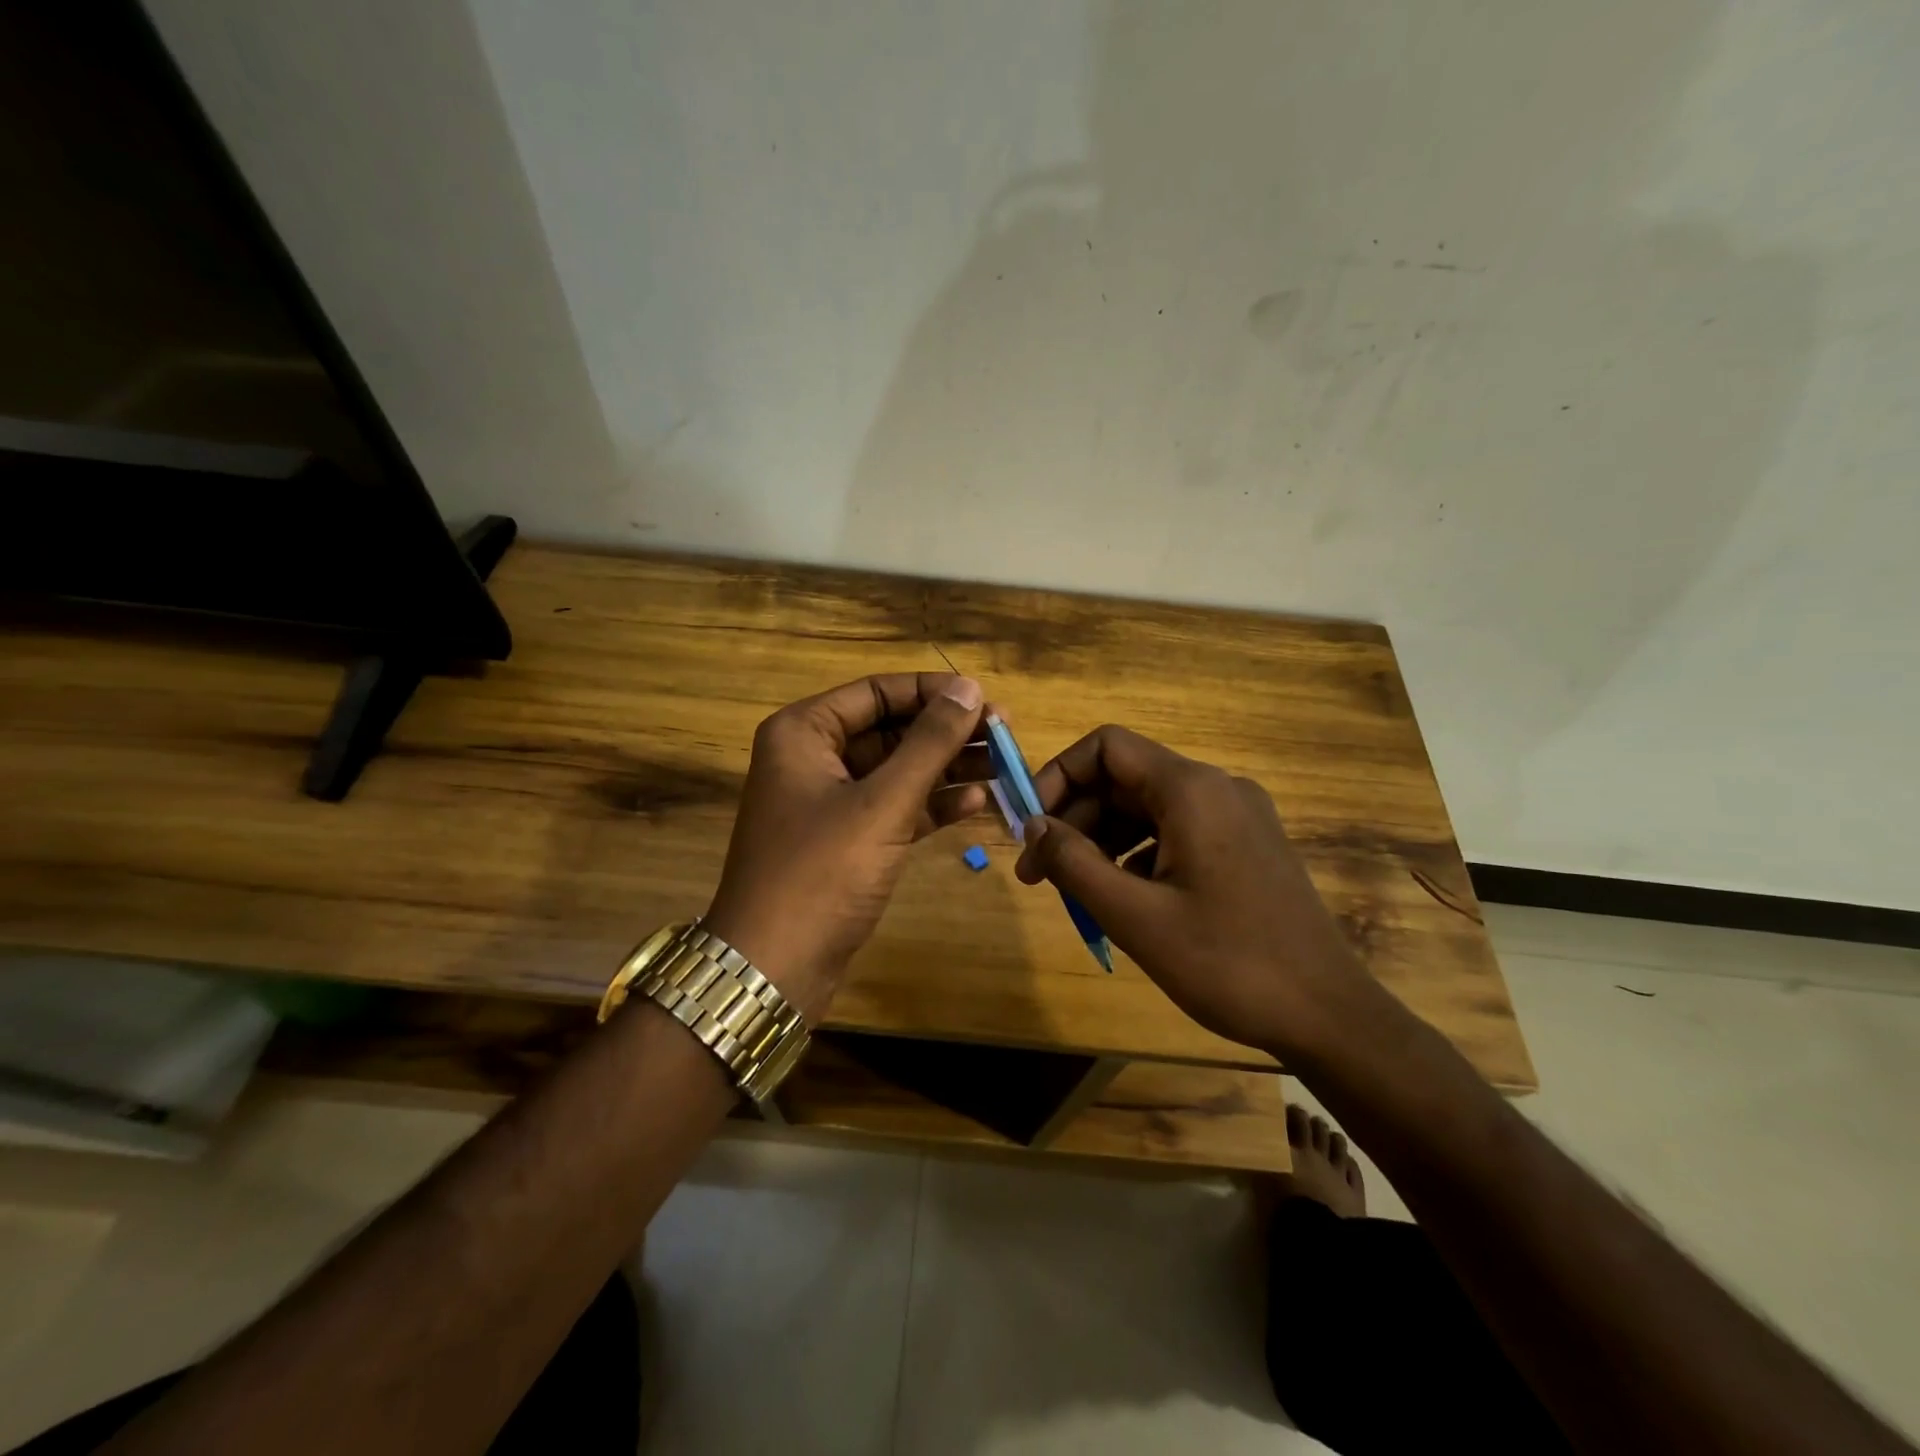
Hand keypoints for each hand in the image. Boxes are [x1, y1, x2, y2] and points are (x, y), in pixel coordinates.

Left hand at [704, 673, 988, 1021]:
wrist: (773, 968)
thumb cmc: (821, 872)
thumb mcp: (882, 803)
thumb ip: (929, 743)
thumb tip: (969, 689)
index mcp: (804, 732)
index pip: (877, 692)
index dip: (933, 692)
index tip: (985, 699)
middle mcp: (813, 757)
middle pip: (890, 729)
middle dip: (946, 732)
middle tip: (1005, 734)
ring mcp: (830, 801)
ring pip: (897, 769)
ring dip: (947, 767)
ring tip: (1003, 765)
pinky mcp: (847, 840)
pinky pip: (895, 807)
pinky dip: (931, 803)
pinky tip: (977, 801)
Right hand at [1013, 725, 1378, 1056]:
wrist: (1328, 1015)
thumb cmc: (1227, 963)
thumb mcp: (1135, 916)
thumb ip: (1073, 863)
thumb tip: (1033, 827)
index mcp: (1191, 789)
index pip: (1106, 747)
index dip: (1058, 776)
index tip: (1031, 827)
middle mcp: (1215, 788)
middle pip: (1124, 778)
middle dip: (1075, 819)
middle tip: (1039, 874)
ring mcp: (1236, 816)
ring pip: (1147, 807)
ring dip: (1102, 840)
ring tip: (1077, 892)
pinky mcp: (1246, 845)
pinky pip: (1175, 831)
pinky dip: (1138, 854)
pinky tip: (1125, 899)